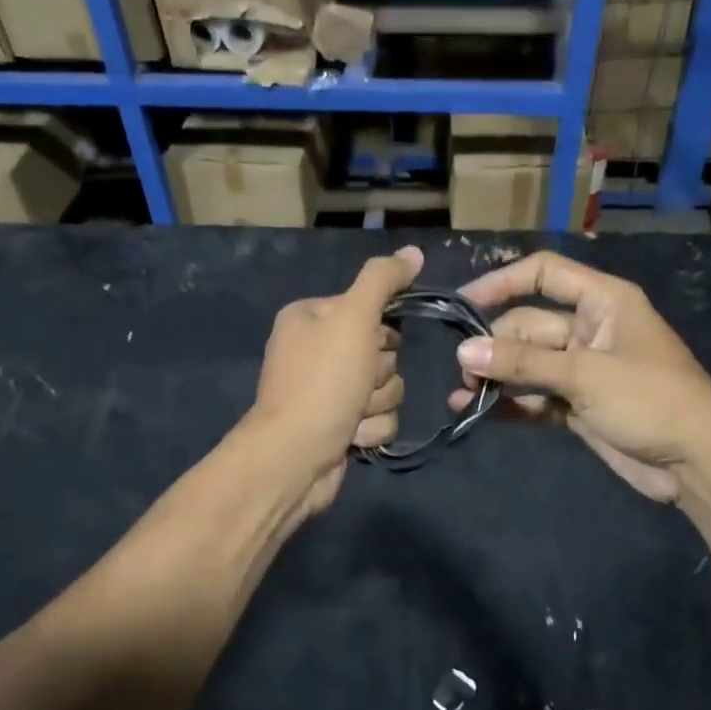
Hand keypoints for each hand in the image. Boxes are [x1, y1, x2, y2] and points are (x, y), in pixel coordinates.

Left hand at [247, 245, 421, 515]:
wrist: (295, 458)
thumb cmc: (322, 382)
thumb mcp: (353, 319)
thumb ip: (383, 281)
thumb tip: (414, 251)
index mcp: (311, 317)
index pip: (369, 309)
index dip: (380, 331)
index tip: (374, 344)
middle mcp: (317, 351)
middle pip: (383, 352)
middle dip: (379, 374)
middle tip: (358, 384)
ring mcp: (328, 392)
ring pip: (387, 388)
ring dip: (377, 404)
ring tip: (352, 415)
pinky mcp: (340, 427)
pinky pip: (379, 419)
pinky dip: (371, 429)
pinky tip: (351, 437)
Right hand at [447, 251, 710, 504]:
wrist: (696, 461)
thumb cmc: (650, 400)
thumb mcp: (585, 374)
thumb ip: (523, 362)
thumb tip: (463, 350)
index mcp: (602, 302)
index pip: (545, 274)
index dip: (502, 283)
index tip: (462, 304)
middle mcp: (589, 329)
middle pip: (529, 325)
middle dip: (495, 346)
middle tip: (464, 373)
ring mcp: (582, 370)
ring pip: (528, 364)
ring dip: (496, 377)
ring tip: (461, 396)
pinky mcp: (577, 405)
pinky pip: (535, 396)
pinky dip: (510, 403)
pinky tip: (477, 412)